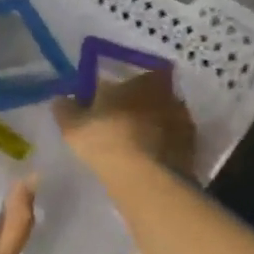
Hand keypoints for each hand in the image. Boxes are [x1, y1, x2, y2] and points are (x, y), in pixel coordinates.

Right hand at [52, 71, 196, 178]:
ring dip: (153, 129)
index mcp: (144, 80)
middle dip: (140, 107)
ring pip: (165, 119)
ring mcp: (183, 122)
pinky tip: (147, 162)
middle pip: (153, 97)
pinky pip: (173, 143)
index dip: (125, 89)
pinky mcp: (191, 149)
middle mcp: (169, 94)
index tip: (110, 102)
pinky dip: (162, 149)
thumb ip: (66, 109)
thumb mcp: (73, 124)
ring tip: (134, 147)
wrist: (144, 178)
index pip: (137, 76)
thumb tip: (61, 99)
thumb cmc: (106, 139)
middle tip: (121, 124)